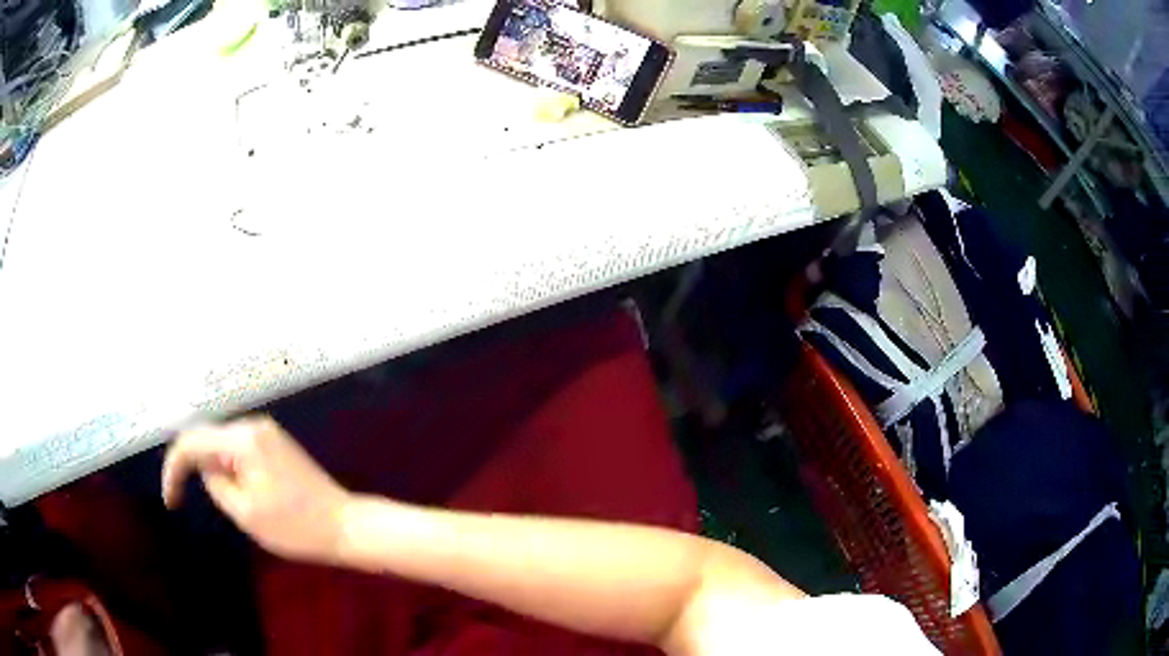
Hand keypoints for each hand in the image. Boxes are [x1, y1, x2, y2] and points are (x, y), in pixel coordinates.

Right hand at [162, 415, 351, 563]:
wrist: (345, 526)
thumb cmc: (295, 526)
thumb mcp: (245, 512)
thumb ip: (216, 484)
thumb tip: (206, 466)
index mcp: (242, 439)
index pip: (191, 442)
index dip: (173, 469)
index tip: (171, 502)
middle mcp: (253, 426)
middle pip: (206, 438)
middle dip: (192, 467)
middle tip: (185, 500)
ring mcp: (267, 432)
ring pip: (222, 444)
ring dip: (213, 469)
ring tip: (225, 502)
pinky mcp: (277, 444)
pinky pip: (240, 450)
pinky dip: (229, 468)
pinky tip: (238, 492)